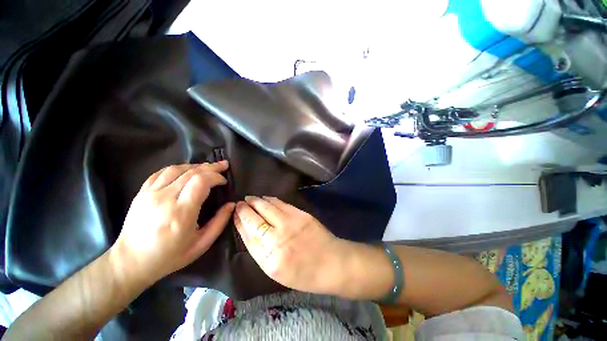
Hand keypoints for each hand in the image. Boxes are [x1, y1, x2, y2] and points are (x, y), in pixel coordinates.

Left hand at [110, 162, 234, 285]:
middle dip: (211, 167)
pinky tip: (187, 170)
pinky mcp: (141, 193)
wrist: (130, 262)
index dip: (216, 177)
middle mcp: (164, 199)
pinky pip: (161, 172)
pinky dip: (178, 168)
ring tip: (208, 167)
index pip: (201, 181)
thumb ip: (220, 222)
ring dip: (196, 166)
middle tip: (223, 166)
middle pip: (191, 172)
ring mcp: (150, 194)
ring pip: (176, 169)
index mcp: (181, 213)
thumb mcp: (201, 244)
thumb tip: (231, 204)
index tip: (224, 182)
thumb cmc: (169, 257)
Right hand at [234, 196, 347, 293]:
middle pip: (255, 219)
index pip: (248, 236)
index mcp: (269, 259)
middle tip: (239, 203)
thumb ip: (261, 252)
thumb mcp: (277, 272)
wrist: (332, 263)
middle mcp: (277, 239)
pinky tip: (266, 198)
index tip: (235, 214)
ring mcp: (290, 223)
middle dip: (244, 209)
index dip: (239, 223)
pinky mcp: (300, 214)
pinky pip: (281, 204)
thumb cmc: (304, 273)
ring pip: (267, 207)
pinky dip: (271, 200)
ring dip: (256, 201)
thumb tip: (249, 231)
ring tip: (250, 198)